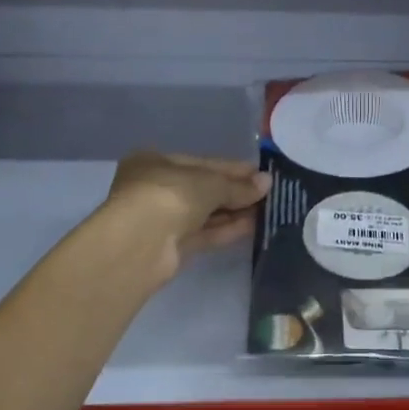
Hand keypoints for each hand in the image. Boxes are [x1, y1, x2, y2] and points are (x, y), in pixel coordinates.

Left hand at [104, 151, 271, 284]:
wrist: (140, 244)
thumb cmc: (170, 195)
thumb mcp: (210, 183)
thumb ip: (238, 185)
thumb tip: (267, 182)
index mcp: (154, 162)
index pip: (201, 162)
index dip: (232, 168)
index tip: (260, 173)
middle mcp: (154, 188)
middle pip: (202, 189)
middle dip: (235, 191)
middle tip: (268, 192)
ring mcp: (161, 220)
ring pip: (203, 213)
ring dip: (233, 211)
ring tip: (266, 209)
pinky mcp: (169, 247)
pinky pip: (203, 234)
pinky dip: (225, 229)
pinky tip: (253, 225)